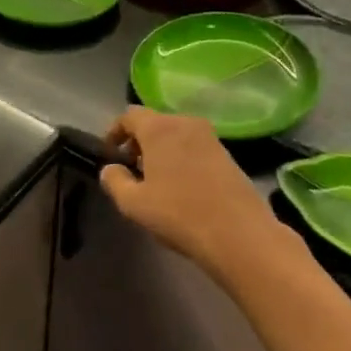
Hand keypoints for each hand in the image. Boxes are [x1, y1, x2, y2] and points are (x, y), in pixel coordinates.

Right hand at [100, 108, 279, 273]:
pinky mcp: (228, 155)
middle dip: (139, 141)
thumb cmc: (179, 214)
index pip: (129, 115)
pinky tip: (181, 186)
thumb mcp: (133, 203)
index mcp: (159, 128)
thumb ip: (114, 180)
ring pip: (176, 134)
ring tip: (155, 180)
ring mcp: (210, 138)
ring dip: (161, 150)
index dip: (115, 131)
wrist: (240, 235)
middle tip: (131, 169)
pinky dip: (181, 157)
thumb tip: (111, 168)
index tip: (110, 154)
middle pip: (154, 122)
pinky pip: (194, 146)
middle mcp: (185, 123)